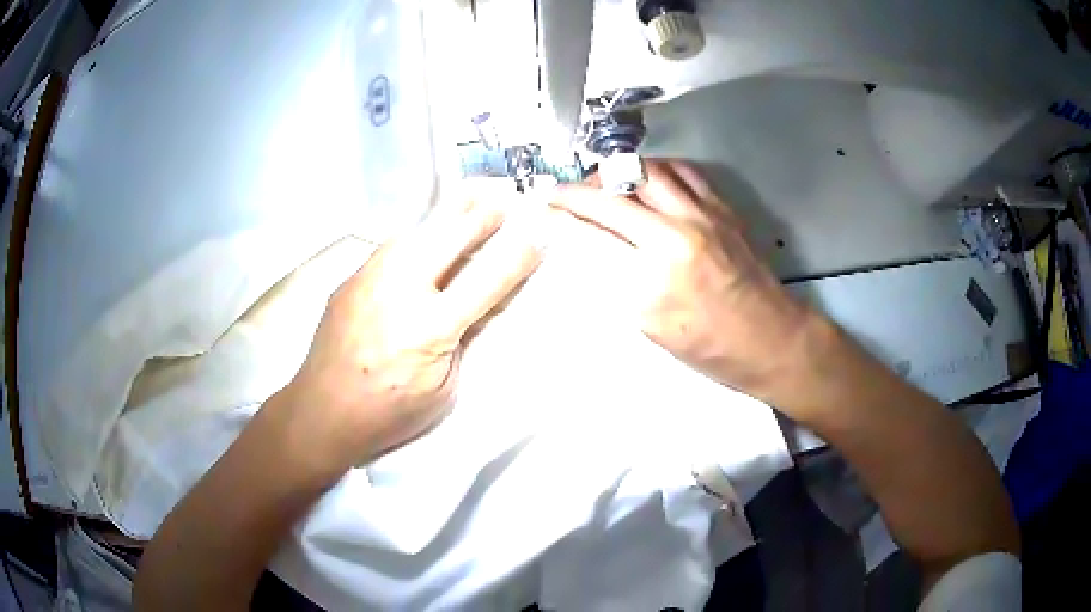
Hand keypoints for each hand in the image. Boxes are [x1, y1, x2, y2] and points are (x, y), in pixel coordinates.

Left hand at [284, 200, 541, 466]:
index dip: (519, 255)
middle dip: (482, 215)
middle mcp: (400, 290)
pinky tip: (423, 240)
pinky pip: (390, 247)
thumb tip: (483, 304)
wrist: (322, 411)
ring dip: (447, 216)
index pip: (488, 279)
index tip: (537, 238)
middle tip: (501, 201)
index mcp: (431, 327)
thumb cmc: (388, 413)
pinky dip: (416, 238)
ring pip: (416, 230)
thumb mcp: (443, 389)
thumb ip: (464, 341)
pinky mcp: (350, 278)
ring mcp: (370, 278)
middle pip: (450, 235)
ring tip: (468, 202)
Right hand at [551, 159, 812, 396]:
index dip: (568, 203)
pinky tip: (650, 184)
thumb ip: (618, 278)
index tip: (547, 199)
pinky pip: (686, 173)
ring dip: (622, 172)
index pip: (600, 217)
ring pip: (654, 169)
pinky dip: (659, 171)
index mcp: (661, 261)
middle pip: (622, 183)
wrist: (771, 340)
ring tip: (607, 185)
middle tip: (573, 193)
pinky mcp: (725, 209)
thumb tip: (587, 246)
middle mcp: (683, 225)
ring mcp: (707, 212)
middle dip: (588, 182)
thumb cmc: (711, 347)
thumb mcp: (653, 325)